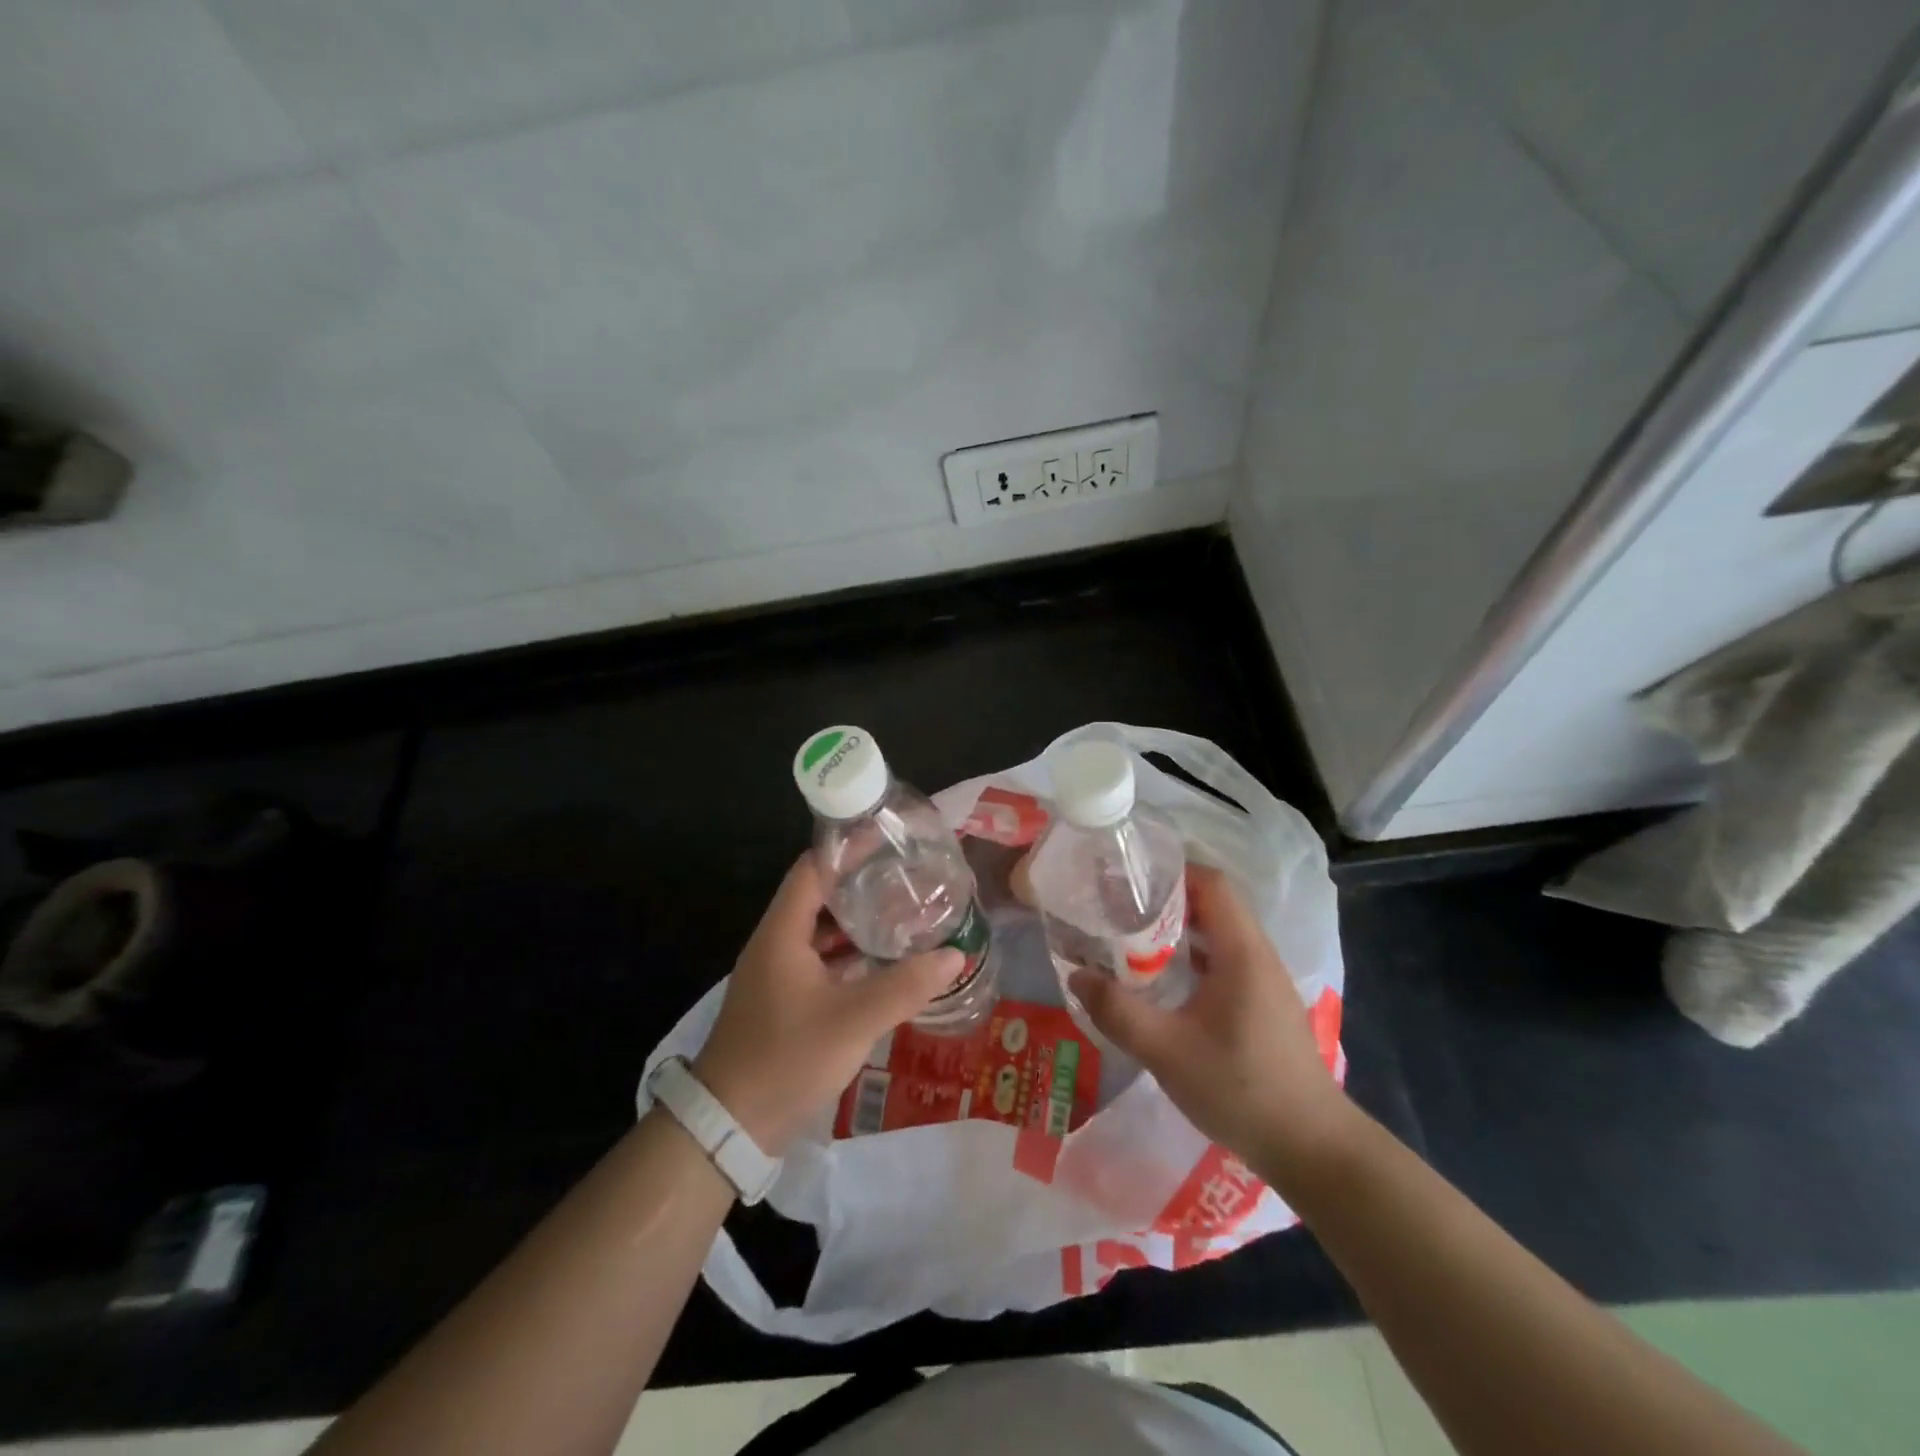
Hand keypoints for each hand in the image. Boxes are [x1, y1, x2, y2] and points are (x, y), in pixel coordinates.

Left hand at [692, 855, 961, 1156]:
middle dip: (862, 883)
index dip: (848, 849)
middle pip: (819, 896)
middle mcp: (776, 943)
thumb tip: (955, 954)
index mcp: (782, 932)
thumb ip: (906, 986)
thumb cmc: (787, 1059)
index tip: (888, 838)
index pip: (813, 868)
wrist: (730, 1125)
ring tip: (904, 912)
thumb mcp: (853, 1021)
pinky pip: (821, 960)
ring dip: (858, 921)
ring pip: (821, 930)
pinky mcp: (784, 999)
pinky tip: (883, 961)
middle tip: (907, 876)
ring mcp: (778, 973)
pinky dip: (850, 953)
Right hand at [1069, 864, 1353, 1181]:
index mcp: (1242, 952)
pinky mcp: (1262, 1004)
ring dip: (1177, 929)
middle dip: (1165, 899)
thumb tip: (1076, 976)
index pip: (1211, 883)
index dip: (1171, 871)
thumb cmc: (1240, 1090)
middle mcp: (1257, 955)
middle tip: (1117, 907)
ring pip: (1218, 933)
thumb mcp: (1167, 1051)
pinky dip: (1191, 956)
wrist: (1311, 1148)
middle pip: (1213, 904)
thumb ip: (1118, 1012)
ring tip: (1130, 938)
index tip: (1127, 879)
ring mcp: (1264, 980)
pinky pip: (1224, 960)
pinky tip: (1161, 980)